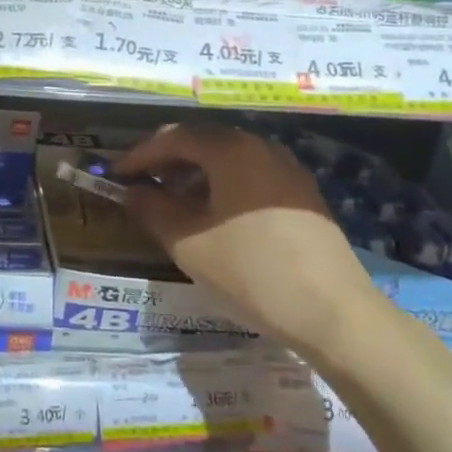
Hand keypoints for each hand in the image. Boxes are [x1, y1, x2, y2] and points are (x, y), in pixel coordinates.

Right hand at [116, 125, 378, 358]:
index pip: (174, 137)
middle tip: (142, 185)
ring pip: (228, 159)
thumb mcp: (188, 244)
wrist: (335, 314)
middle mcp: (260, 147)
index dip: (140, 154)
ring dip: (195, 174)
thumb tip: (132, 191)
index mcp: (231, 150)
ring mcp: (287, 170)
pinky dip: (223, 186)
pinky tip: (214, 217)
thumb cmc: (252, 272)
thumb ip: (152, 210)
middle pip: (203, 142)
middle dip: (167, 161)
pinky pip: (251, 176)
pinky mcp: (303, 195)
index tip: (116, 173)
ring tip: (173, 203)